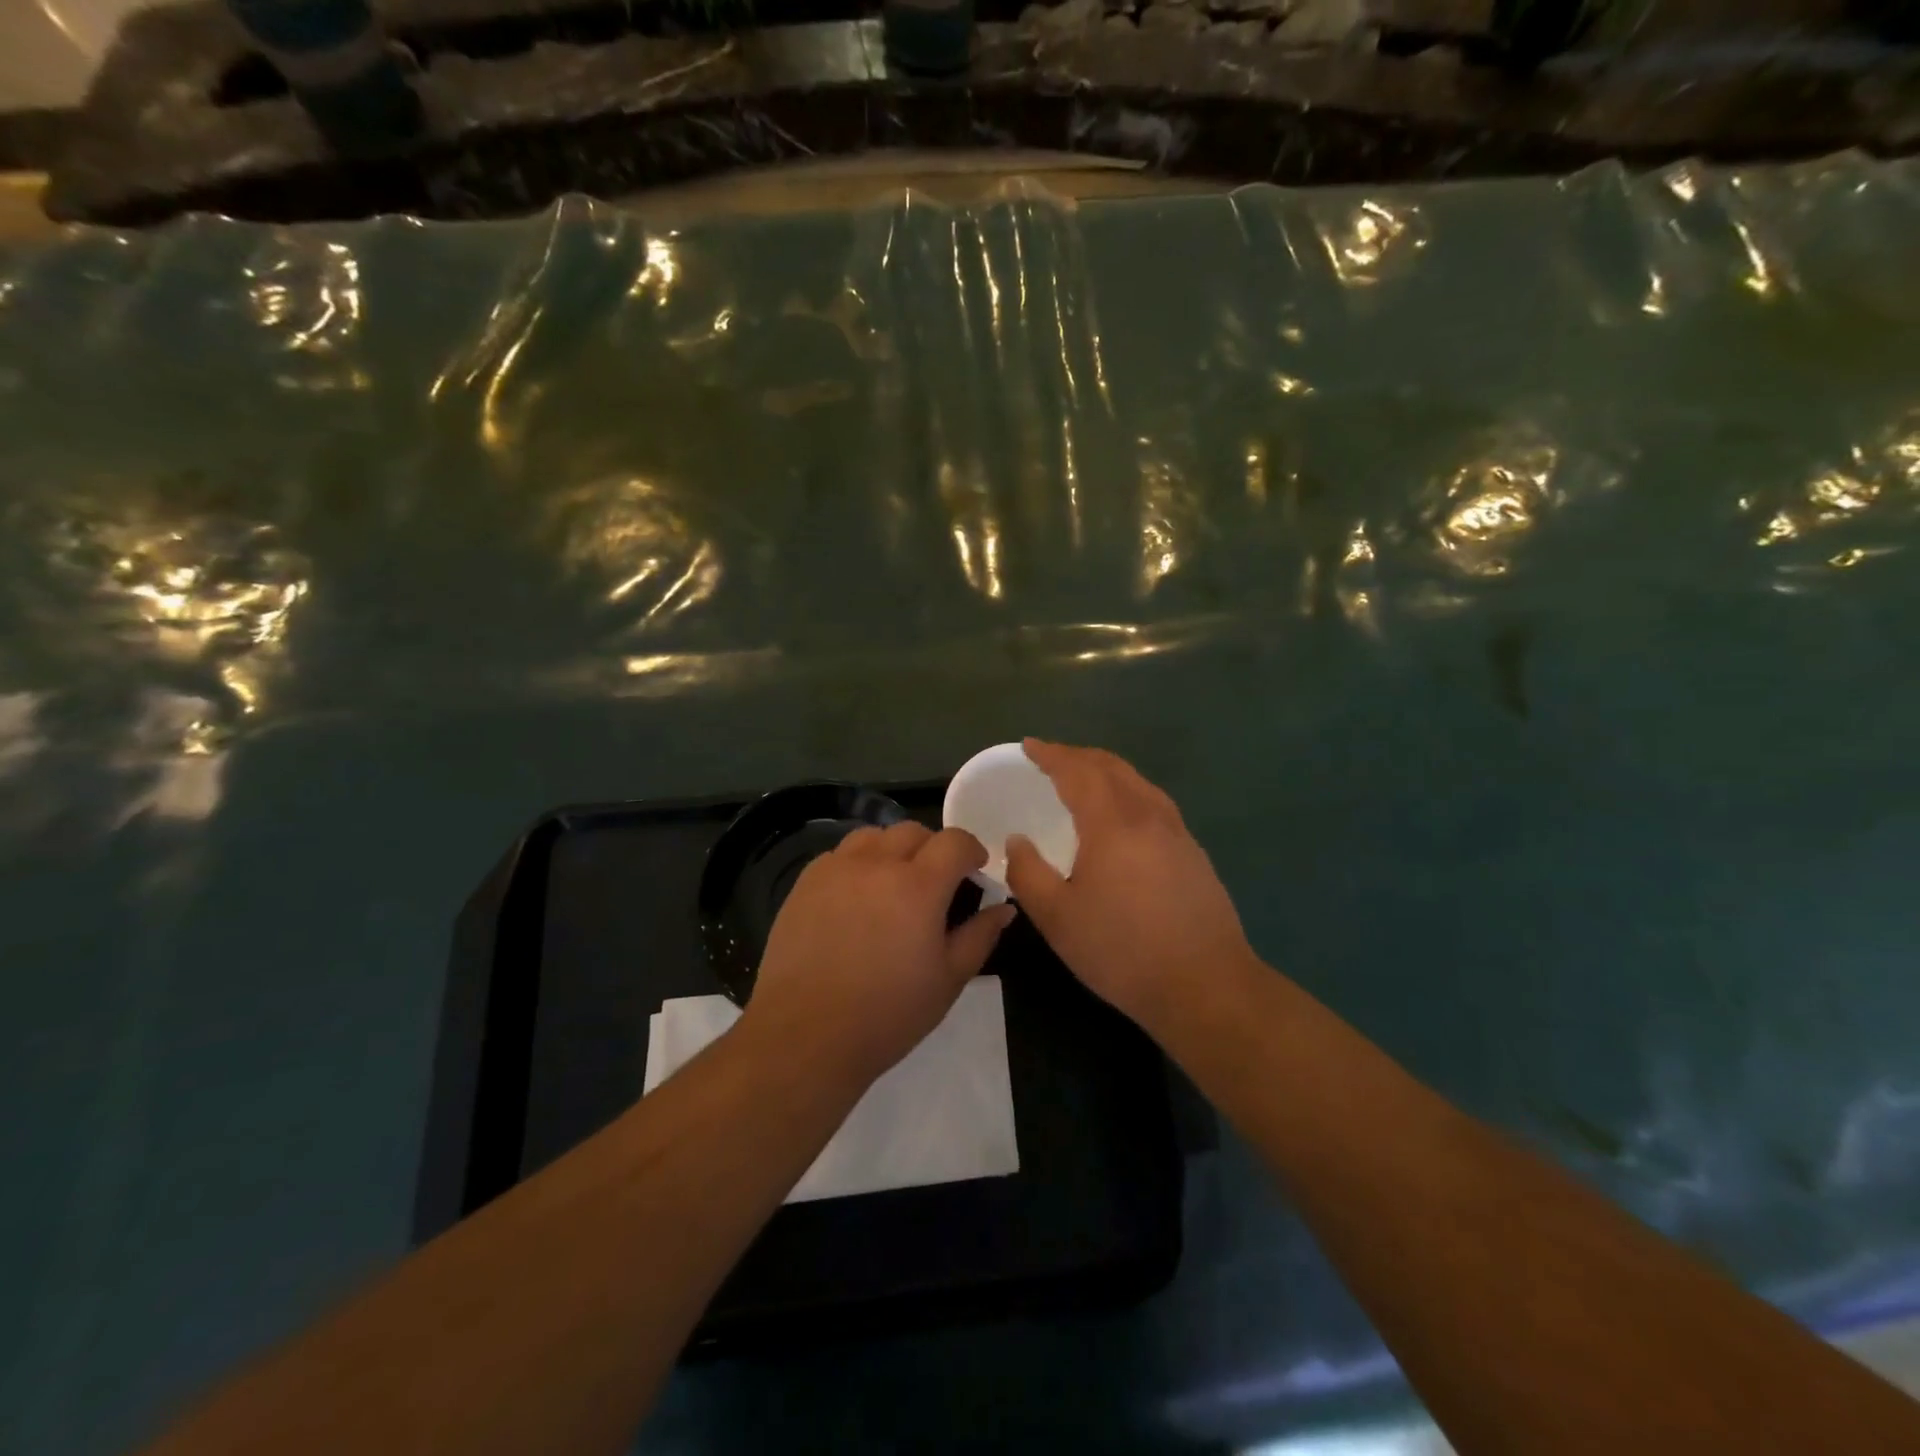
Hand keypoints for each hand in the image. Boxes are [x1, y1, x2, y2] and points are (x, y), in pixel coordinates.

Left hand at [743, 822, 1015, 1086]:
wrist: (805, 1036)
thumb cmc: (887, 1014)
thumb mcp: (948, 979)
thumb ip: (980, 936)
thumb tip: (1003, 908)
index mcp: (918, 885)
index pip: (954, 841)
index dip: (971, 850)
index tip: (976, 871)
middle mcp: (876, 864)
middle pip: (913, 831)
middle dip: (934, 848)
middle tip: (937, 883)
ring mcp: (836, 869)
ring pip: (873, 836)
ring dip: (893, 850)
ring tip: (894, 884)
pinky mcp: (805, 883)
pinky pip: (840, 855)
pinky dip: (859, 864)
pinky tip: (857, 898)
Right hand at [1006, 740, 1255, 1033]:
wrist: (1205, 986)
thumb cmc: (1122, 951)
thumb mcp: (1058, 918)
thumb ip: (1028, 873)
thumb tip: (1018, 841)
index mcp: (1112, 823)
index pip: (1078, 771)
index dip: (1051, 754)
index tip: (1029, 746)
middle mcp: (1148, 815)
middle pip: (1112, 767)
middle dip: (1078, 756)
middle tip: (1051, 759)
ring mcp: (1177, 832)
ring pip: (1138, 782)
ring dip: (1106, 771)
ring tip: (1083, 781)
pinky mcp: (1193, 852)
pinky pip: (1153, 802)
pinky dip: (1127, 791)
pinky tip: (1121, 816)